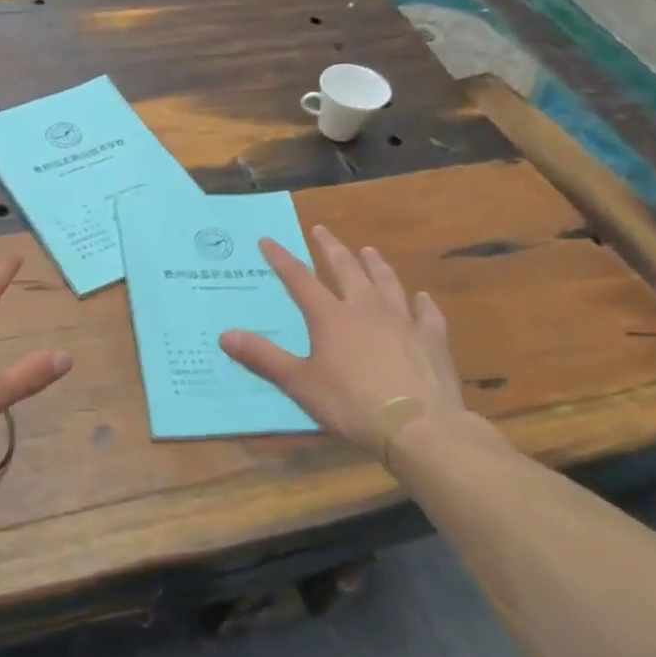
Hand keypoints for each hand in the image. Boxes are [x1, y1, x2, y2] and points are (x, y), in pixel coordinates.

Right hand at [220, 225, 467, 459]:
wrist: (418, 426)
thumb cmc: (351, 404)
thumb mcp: (299, 383)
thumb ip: (263, 357)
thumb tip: (224, 335)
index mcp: (330, 317)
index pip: (300, 279)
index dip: (282, 259)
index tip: (268, 240)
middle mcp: (366, 308)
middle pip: (346, 269)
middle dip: (331, 248)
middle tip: (322, 230)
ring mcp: (402, 321)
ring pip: (387, 282)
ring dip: (376, 265)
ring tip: (369, 251)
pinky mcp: (431, 340)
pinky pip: (427, 313)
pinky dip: (422, 303)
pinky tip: (422, 297)